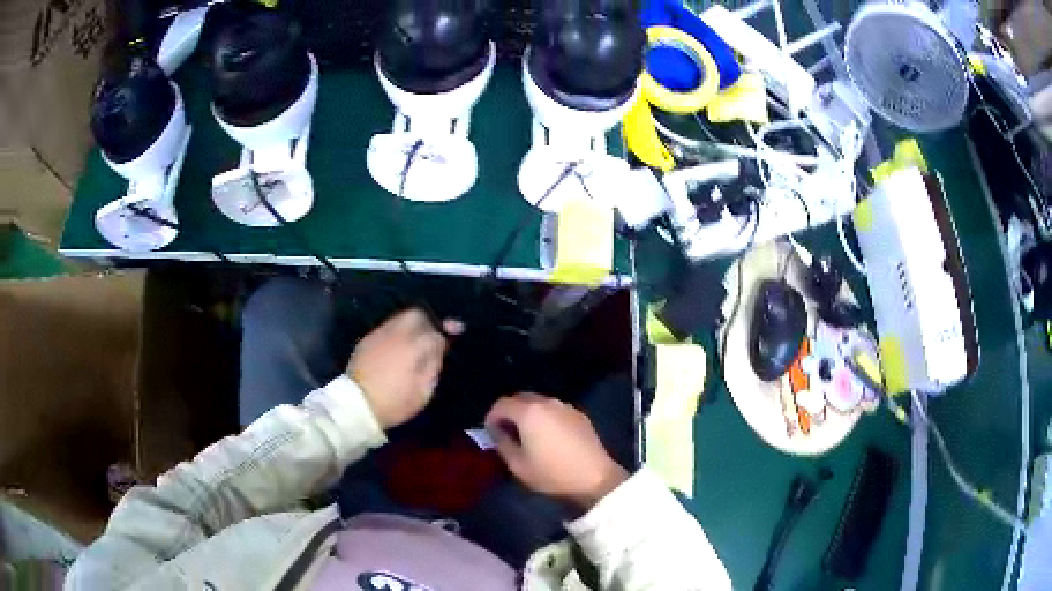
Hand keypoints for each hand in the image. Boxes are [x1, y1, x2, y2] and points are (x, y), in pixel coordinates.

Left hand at [348, 309, 462, 428]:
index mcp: (413, 347)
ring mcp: (379, 334)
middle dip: (429, 321)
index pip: (434, 333)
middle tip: (434, 333)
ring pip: (400, 317)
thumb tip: (438, 350)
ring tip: (417, 338)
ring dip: (413, 324)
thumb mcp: (422, 392)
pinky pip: (387, 326)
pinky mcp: (367, 339)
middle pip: (417, 315)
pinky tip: (399, 345)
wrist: (356, 405)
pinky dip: (397, 331)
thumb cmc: (393, 403)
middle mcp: (396, 334)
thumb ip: (433, 366)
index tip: (456, 331)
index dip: (447, 333)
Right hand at [485, 393, 627, 509]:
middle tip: (506, 431)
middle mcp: (547, 402)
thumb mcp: (518, 465)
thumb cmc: (552, 474)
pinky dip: (545, 417)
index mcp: (529, 412)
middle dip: (509, 412)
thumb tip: (497, 432)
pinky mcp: (579, 415)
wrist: (594, 478)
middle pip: (520, 398)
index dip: (491, 417)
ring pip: (538, 403)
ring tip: (526, 434)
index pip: (501, 404)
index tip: (490, 432)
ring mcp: (565, 406)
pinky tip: (548, 436)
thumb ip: (502, 444)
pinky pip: (554, 410)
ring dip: (528, 413)